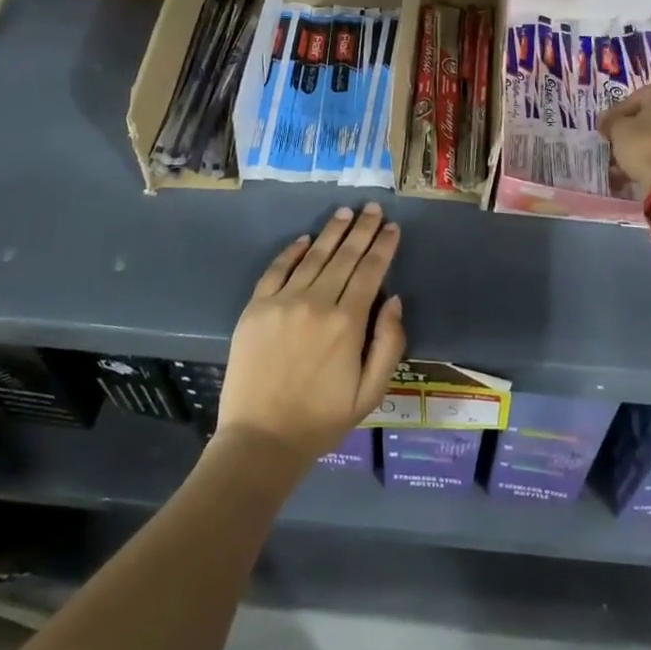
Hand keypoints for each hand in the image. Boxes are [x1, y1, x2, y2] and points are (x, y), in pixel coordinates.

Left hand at [216, 203, 406, 471]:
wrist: (260, 441)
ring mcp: (282, 302)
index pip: (371, 272)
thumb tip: (395, 299)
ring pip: (313, 256)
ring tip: (346, 212)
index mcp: (348, 323)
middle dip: (363, 230)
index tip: (392, 227)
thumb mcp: (371, 392)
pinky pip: (276, 269)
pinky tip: (304, 238)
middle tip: (373, 208)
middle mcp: (316, 302)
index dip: (383, 247)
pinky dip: (291, 251)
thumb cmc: (322, 420)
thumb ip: (389, 343)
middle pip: (345, 256)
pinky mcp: (256, 308)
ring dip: (332, 232)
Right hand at [599, 78, 650, 196]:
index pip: (638, 97)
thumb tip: (609, 121)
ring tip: (627, 162)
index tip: (607, 128)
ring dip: (648, 144)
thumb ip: (613, 120)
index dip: (619, 114)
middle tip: (618, 143)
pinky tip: (644, 169)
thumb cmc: (648, 145)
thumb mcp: (619, 129)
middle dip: (637, 129)